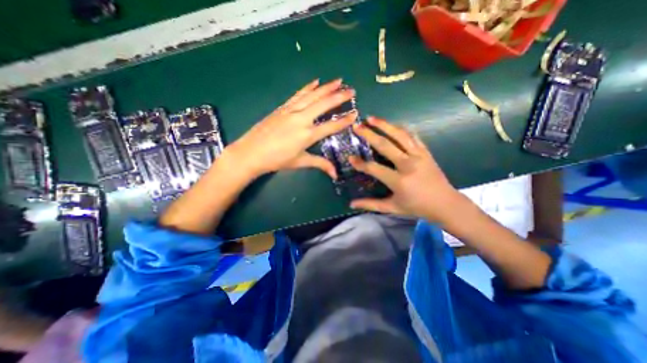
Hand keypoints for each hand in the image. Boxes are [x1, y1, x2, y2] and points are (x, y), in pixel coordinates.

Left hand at [226, 80, 358, 180]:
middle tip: (351, 90)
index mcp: (307, 135)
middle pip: (323, 105)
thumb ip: (320, 164)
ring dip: (326, 87)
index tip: (355, 114)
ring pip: (312, 96)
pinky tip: (315, 81)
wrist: (251, 153)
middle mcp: (301, 119)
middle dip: (339, 97)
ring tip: (338, 81)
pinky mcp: (282, 107)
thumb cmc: (277, 160)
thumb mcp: (300, 162)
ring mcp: (291, 111)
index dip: (344, 120)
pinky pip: (298, 95)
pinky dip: (308, 87)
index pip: (331, 126)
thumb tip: (335, 174)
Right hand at [349, 118, 459, 221]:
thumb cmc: (416, 207)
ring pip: (399, 135)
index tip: (350, 158)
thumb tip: (351, 204)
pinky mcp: (425, 151)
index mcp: (399, 181)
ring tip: (371, 118)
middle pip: (385, 145)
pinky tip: (391, 124)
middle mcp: (408, 164)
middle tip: (357, 127)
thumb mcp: (392, 208)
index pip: (374, 168)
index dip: (360, 163)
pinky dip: (400, 128)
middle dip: (368, 135)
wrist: (445, 204)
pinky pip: (412, 135)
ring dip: (384, 125)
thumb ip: (370, 205)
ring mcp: (418, 155)